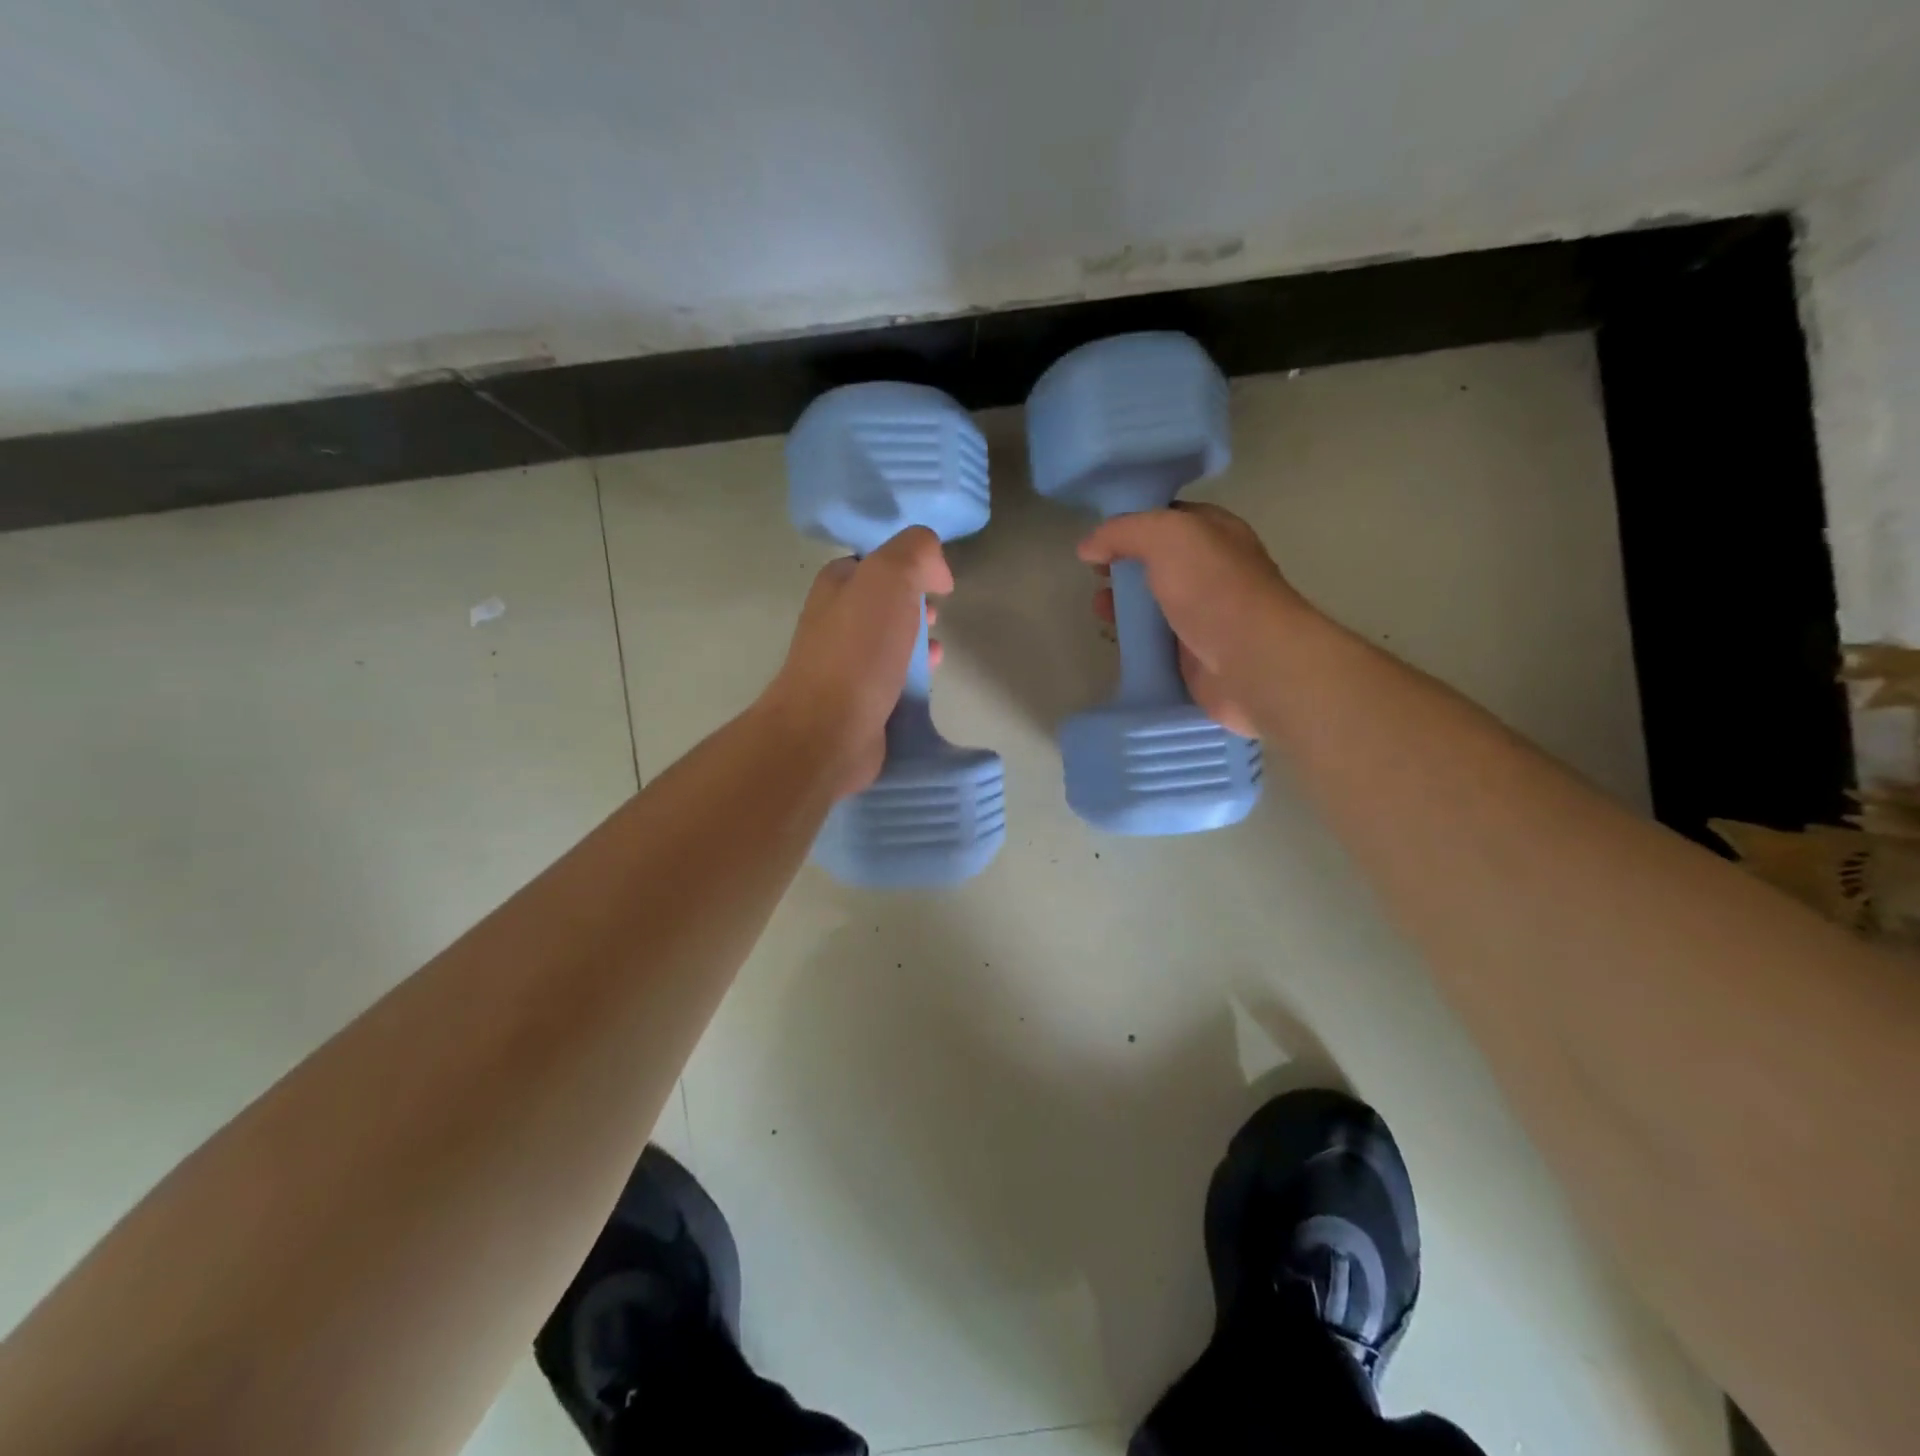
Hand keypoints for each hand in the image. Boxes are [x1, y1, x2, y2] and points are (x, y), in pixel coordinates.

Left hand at [759, 526, 951, 798]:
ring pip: (891, 640)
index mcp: (836, 585)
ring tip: (936, 648)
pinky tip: (928, 678)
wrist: (829, 730)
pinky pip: (893, 677)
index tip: (938, 581)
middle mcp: (835, 620)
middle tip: (935, 614)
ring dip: (917, 640)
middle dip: (915, 604)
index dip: (911, 564)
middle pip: (885, 602)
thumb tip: (937, 570)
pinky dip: (914, 674)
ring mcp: (845, 663)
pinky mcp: (859, 700)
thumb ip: (916, 552)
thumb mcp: (890, 577)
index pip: (876, 561)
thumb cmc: (859, 650)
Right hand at [1079, 503, 1305, 737]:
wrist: (1250, 662)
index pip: (1167, 518)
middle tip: (1096, 576)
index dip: (1131, 524)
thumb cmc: (1213, 589)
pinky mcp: (1193, 653)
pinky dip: (1134, 639)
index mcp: (1215, 532)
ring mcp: (1203, 614)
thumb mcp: (1167, 536)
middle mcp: (1212, 570)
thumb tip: (1088, 547)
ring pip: (1154, 603)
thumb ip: (1124, 531)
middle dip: (1124, 567)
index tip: (1098, 538)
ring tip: (1099, 609)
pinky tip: (1115, 639)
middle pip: (1157, 562)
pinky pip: (1156, 640)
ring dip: (1124, 604)